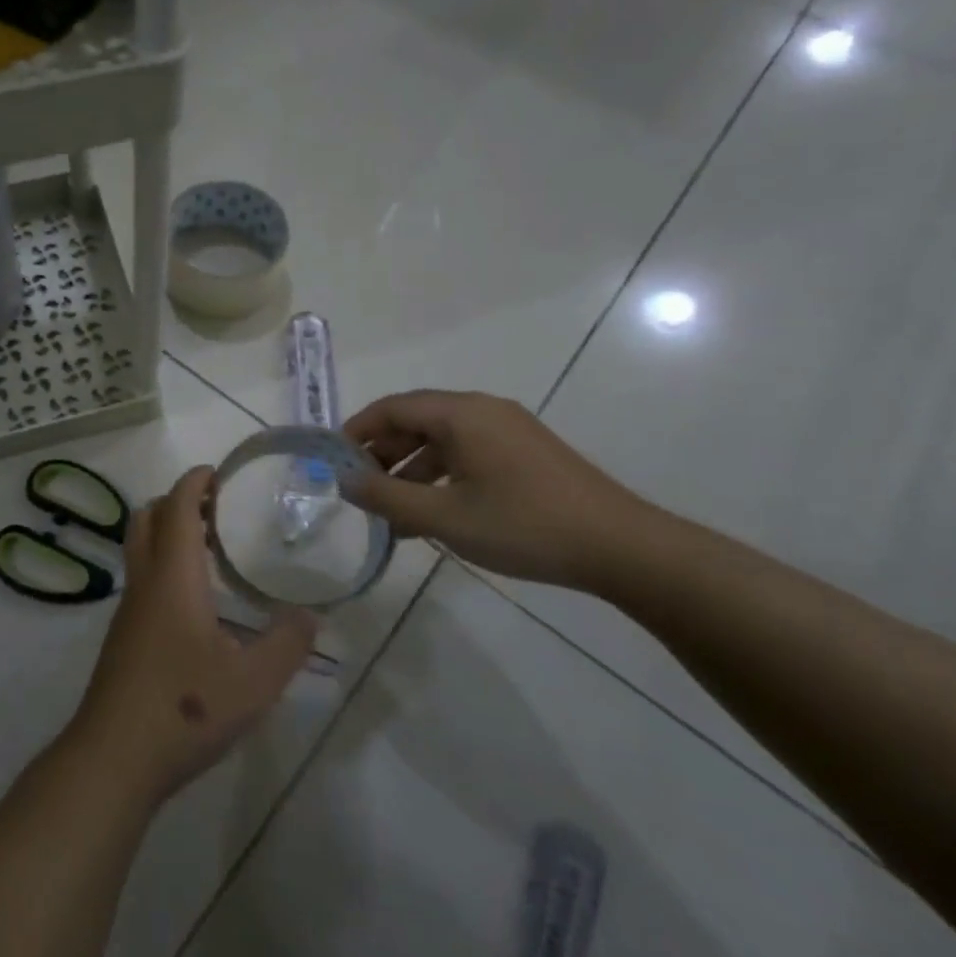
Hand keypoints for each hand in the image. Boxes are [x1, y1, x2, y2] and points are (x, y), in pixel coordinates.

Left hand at [66, 466, 317, 805]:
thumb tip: (310, 615)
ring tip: (211, 549)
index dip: (193, 483)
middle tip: (214, 508)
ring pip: (139, 550)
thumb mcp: (254, 683)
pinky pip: (142, 580)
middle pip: (147, 519)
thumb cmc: (185, 708)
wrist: (114, 757)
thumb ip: (287, 644)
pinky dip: (163, 566)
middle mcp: (144, 583)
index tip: (216, 472)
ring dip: (167, 534)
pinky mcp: (122, 638)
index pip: (177, 509)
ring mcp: (128, 611)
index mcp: (173, 578)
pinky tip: (195, 603)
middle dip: (175, 501)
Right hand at [342, 390, 658, 591]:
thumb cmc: (524, 526)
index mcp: (462, 414)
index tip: (333, 462)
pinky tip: (430, 516)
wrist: (622, 548)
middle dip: (381, 454)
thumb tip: (345, 483)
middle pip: (415, 421)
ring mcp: (507, 432)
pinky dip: (438, 478)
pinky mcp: (524, 455)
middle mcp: (483, 412)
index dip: (357, 431)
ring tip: (390, 514)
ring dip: (409, 471)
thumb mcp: (445, 517)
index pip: (392, 408)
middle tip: (359, 490)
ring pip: (440, 441)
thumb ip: (387, 498)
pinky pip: (465, 455)